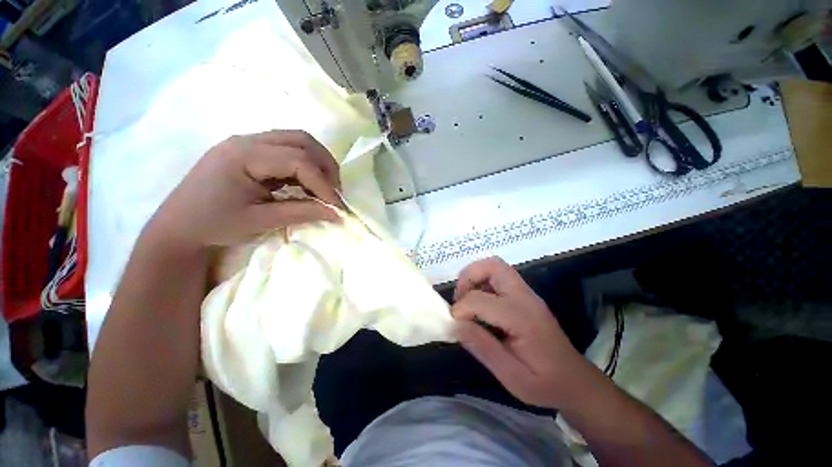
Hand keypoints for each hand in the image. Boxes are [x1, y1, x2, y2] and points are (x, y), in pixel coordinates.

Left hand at [148, 130, 341, 248]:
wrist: (176, 225)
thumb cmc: (212, 225)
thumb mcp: (255, 221)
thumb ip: (296, 212)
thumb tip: (334, 213)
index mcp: (246, 154)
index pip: (296, 158)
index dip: (322, 182)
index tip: (337, 207)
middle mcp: (246, 138)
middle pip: (298, 139)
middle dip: (322, 164)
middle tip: (333, 192)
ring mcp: (241, 140)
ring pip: (288, 139)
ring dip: (309, 160)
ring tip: (318, 187)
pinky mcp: (238, 148)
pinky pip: (274, 147)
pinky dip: (291, 162)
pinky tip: (294, 182)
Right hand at [452, 257, 591, 409]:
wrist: (574, 382)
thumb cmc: (544, 384)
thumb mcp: (511, 376)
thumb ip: (484, 349)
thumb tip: (455, 325)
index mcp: (524, 319)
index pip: (481, 299)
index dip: (460, 311)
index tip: (454, 330)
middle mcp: (528, 301)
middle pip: (494, 266)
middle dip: (467, 279)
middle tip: (457, 308)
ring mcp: (531, 300)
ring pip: (499, 270)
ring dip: (476, 282)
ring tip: (466, 312)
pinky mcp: (531, 304)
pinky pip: (504, 284)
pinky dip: (485, 289)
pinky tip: (481, 316)